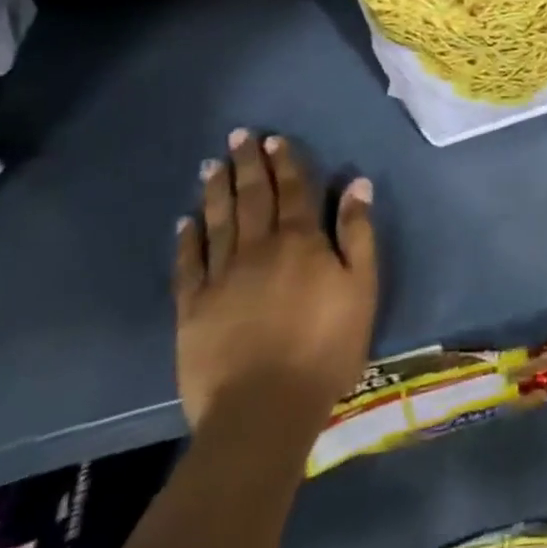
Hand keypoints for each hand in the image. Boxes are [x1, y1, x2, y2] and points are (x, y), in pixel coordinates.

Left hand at [174, 130, 377, 431]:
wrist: (263, 411)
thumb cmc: (324, 347)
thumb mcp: (361, 287)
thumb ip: (358, 232)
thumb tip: (357, 183)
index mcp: (300, 240)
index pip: (293, 189)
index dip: (284, 162)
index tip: (274, 139)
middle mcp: (258, 247)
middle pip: (252, 196)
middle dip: (247, 164)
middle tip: (238, 135)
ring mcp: (221, 276)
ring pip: (218, 221)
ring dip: (216, 190)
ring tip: (212, 164)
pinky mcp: (193, 308)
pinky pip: (188, 264)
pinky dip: (187, 239)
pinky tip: (185, 221)